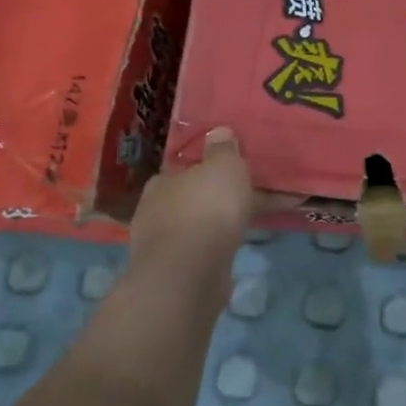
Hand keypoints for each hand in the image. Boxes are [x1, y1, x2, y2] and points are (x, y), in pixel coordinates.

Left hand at [130, 127, 256, 276]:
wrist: (190, 274)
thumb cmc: (206, 209)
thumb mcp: (224, 166)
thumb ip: (223, 149)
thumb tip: (218, 131)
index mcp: (162, 180)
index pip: (184, 168)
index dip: (208, 168)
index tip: (232, 171)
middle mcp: (155, 210)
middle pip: (192, 197)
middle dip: (216, 197)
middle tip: (246, 196)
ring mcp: (163, 244)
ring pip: (199, 225)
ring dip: (220, 223)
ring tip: (250, 222)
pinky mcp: (176, 273)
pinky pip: (204, 250)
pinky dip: (220, 246)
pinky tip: (238, 246)